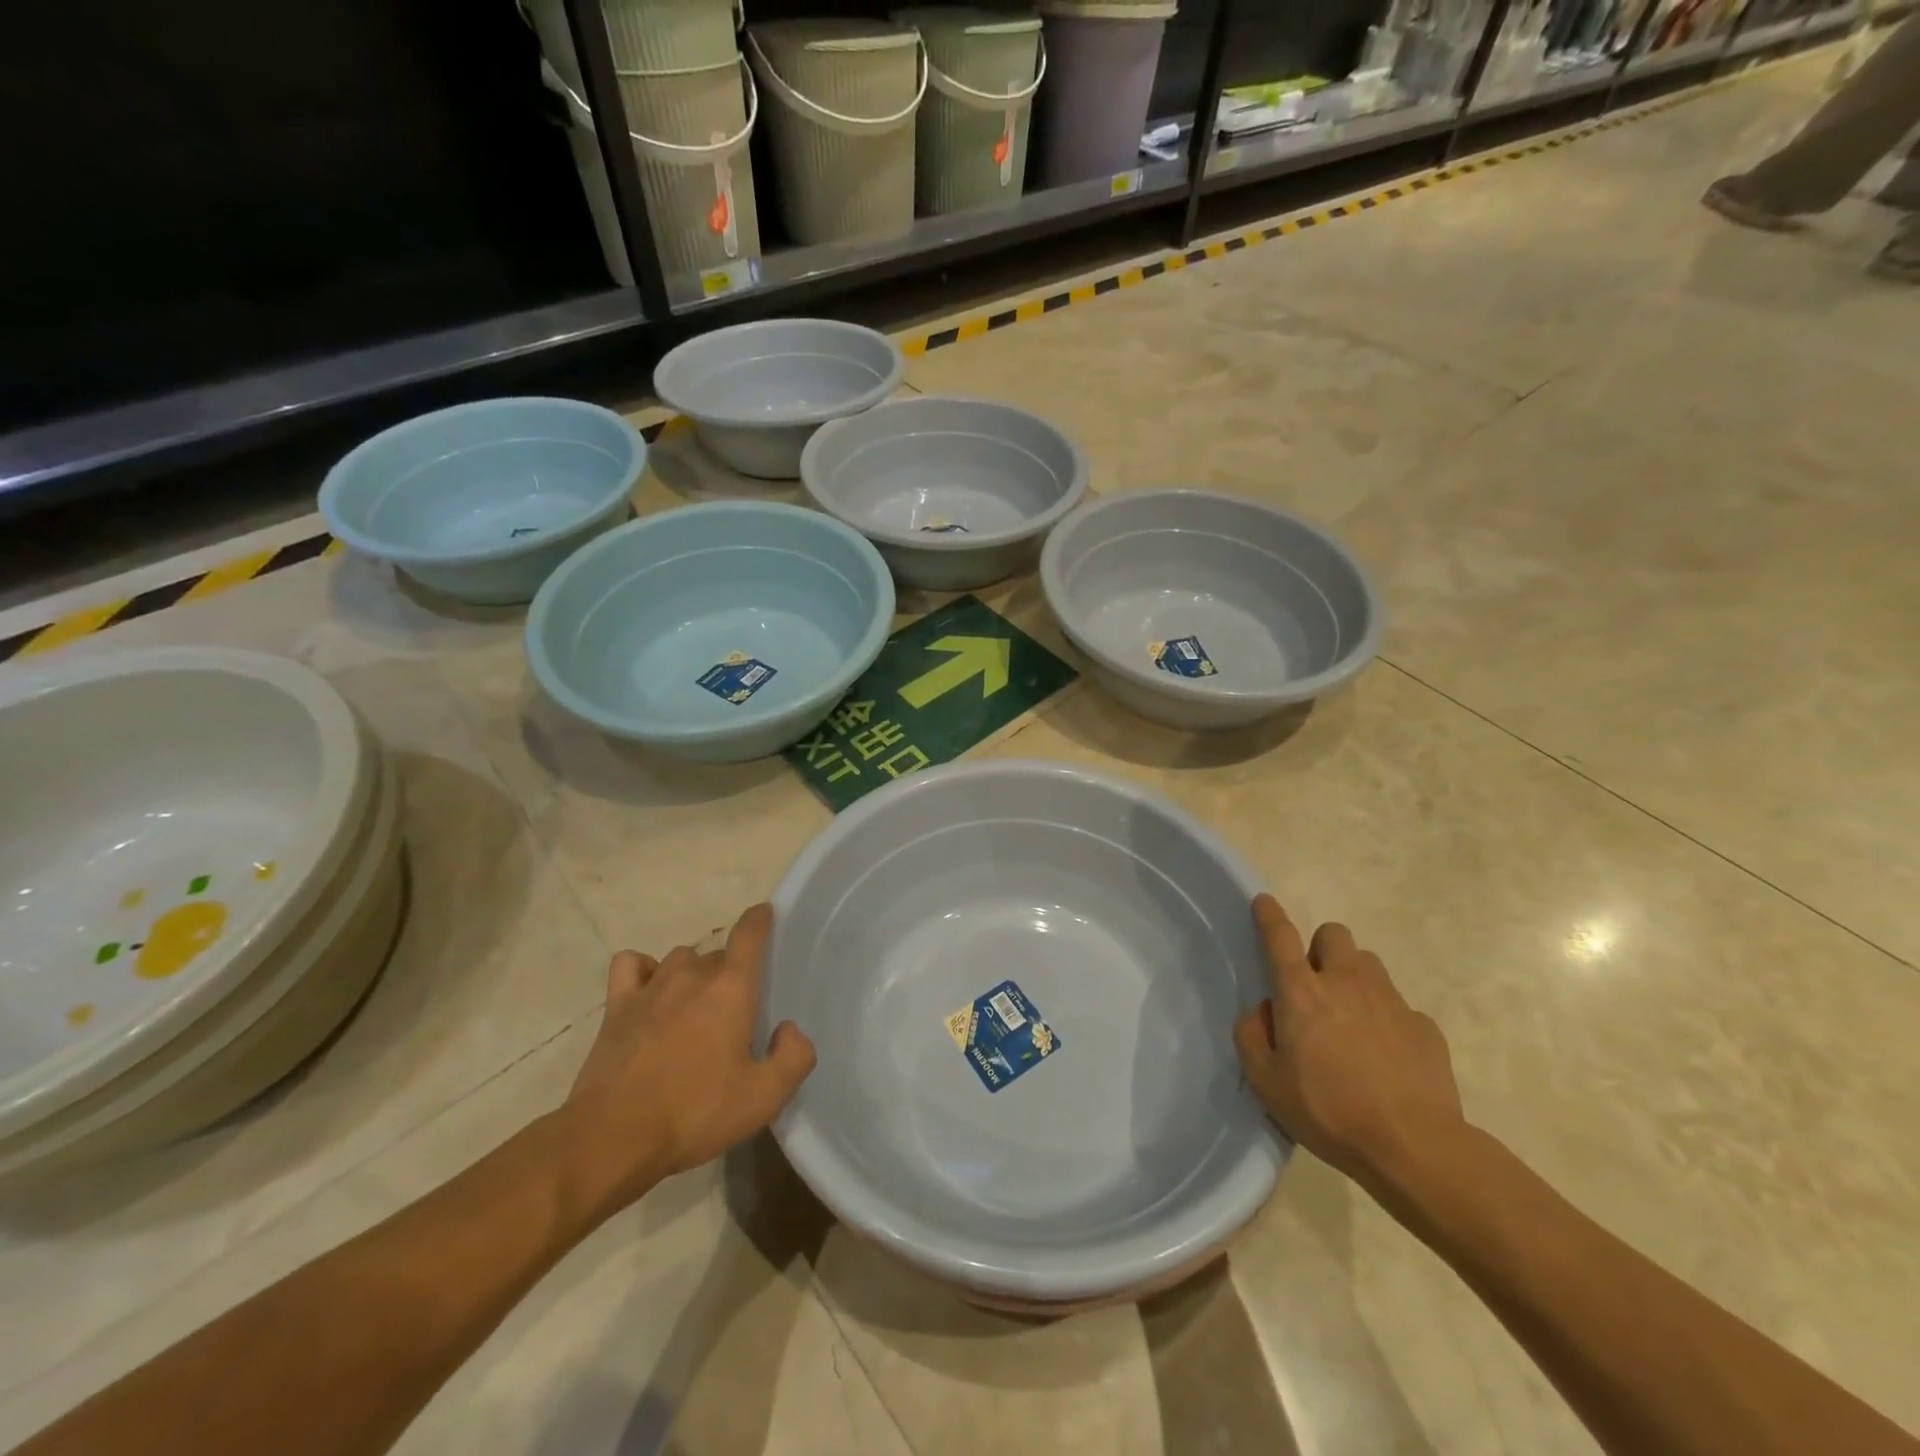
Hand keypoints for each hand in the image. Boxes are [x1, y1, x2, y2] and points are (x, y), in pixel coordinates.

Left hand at [558, 904, 815, 1214]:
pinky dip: (644, 969)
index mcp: (731, 988)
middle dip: (731, 972)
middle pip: (718, 954)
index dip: (760, 920)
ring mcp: (651, 987)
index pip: (749, 934)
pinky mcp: (617, 1006)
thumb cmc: (695, 1113)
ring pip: (681, 959)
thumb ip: (794, 1057)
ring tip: (695, 1005)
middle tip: (735, 1010)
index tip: (766, 914)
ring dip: (693, 973)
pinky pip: (632, 965)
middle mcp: (692, 974)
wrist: (613, 1138)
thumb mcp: (763, 1098)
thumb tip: (789, 1029)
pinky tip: (649, 991)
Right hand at [1233, 895, 1465, 1191]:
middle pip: (1334, 935)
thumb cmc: (1328, 1111)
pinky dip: (1387, 1021)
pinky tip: (1386, 1058)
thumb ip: (1252, 1036)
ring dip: (1354, 980)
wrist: (1413, 1147)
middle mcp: (1346, 983)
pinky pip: (1399, 1007)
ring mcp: (1391, 1001)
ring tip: (1351, 1021)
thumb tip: (1264, 1012)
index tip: (1263, 901)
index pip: (1280, 938)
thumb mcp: (1265, 1082)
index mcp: (1302, 993)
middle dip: (1321, 949)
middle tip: (1316, 985)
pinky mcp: (1424, 1027)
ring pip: (1368, 965)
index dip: (1269, 915)